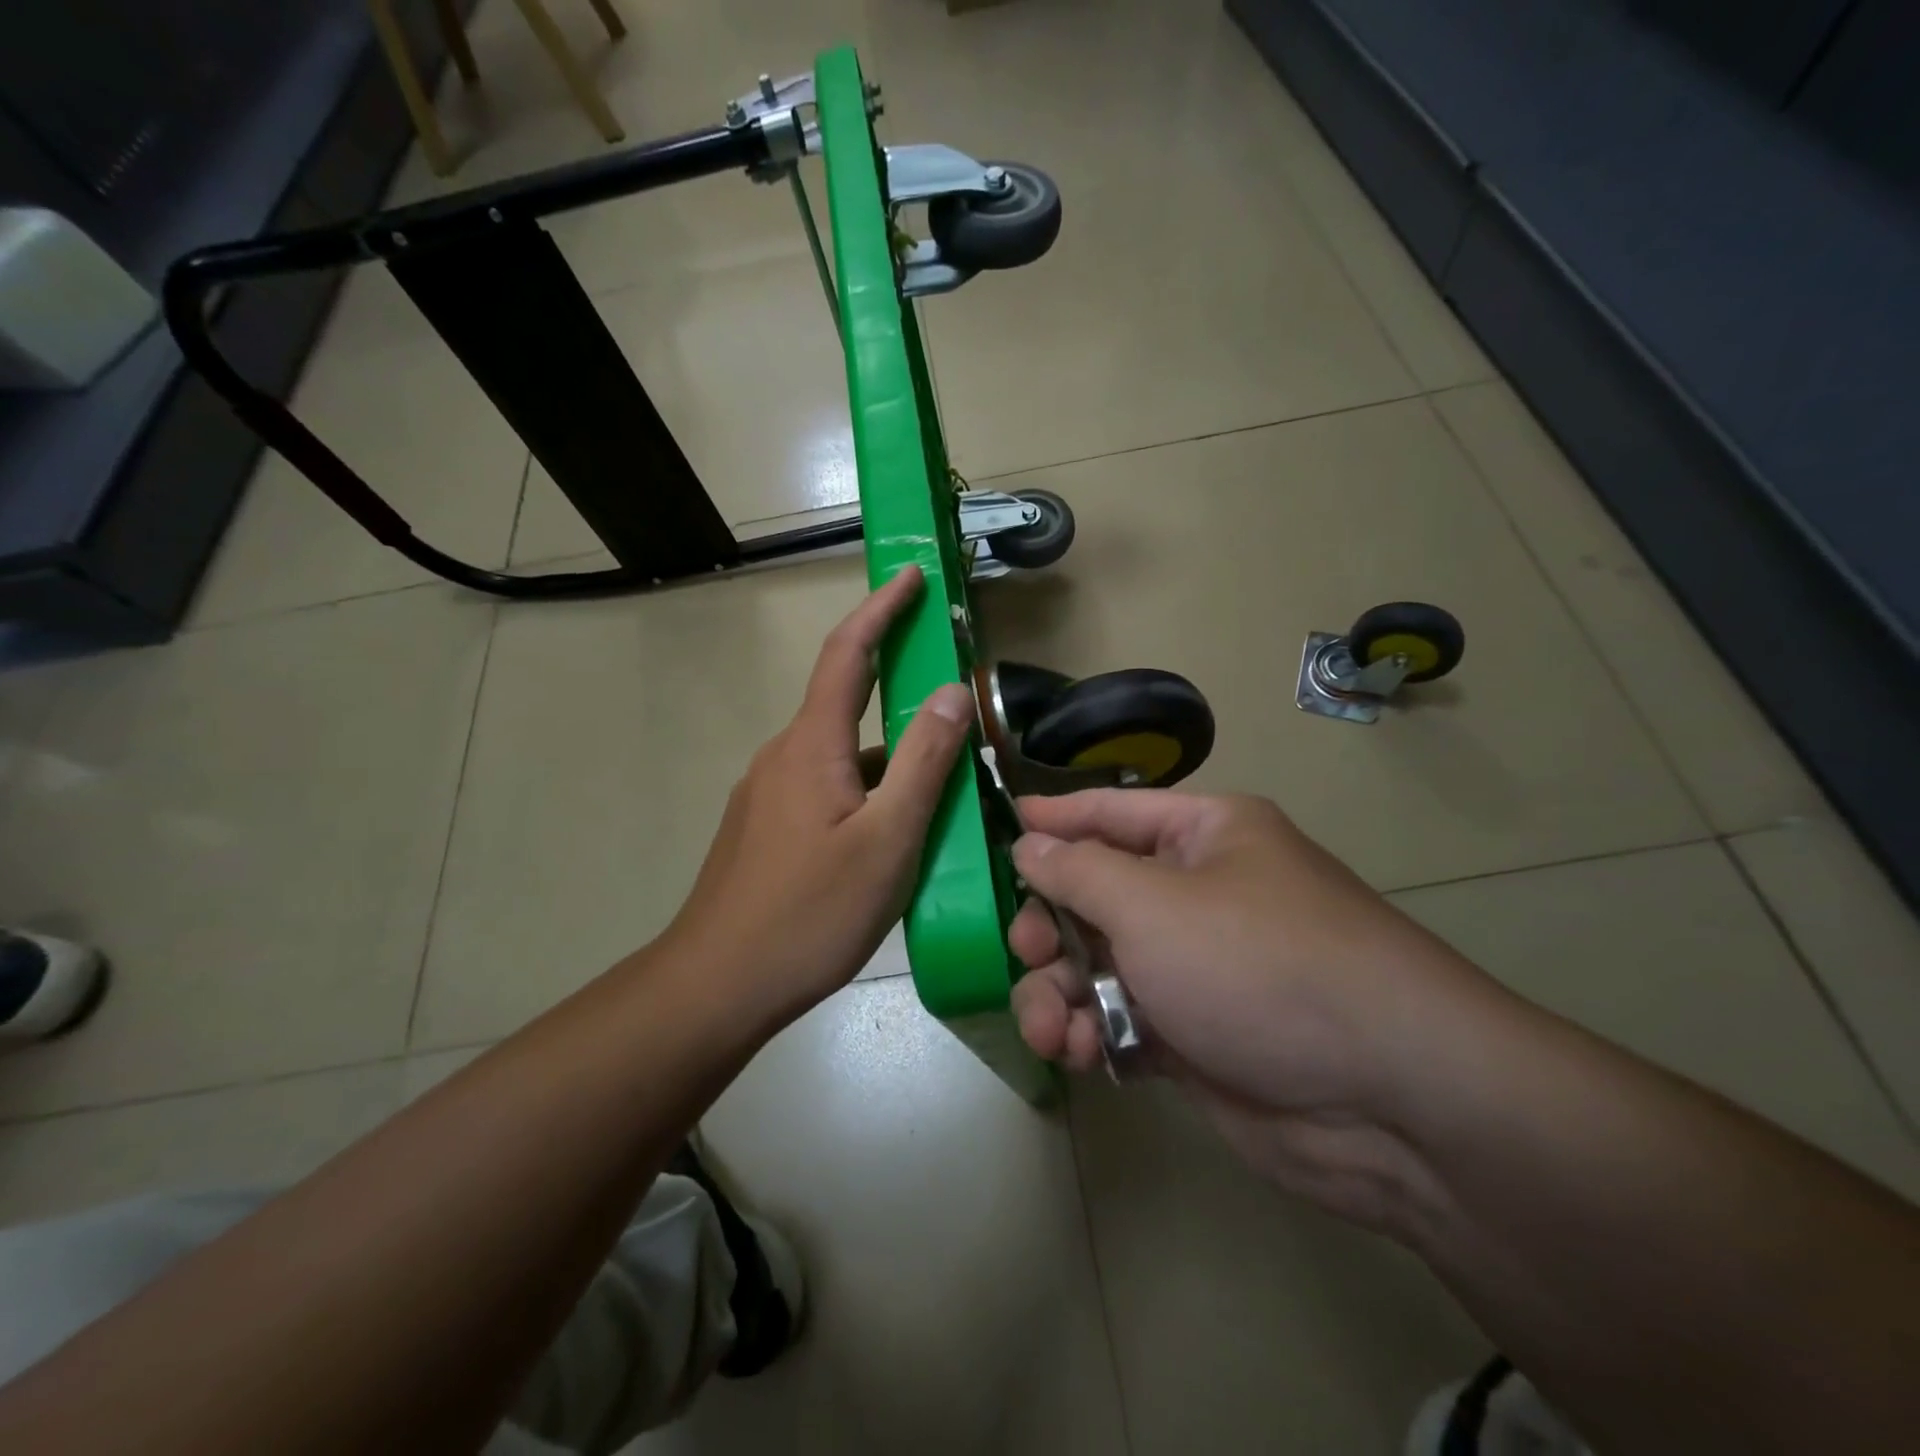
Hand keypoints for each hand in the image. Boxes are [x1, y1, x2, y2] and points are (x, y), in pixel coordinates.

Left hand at [663, 566, 973, 1026]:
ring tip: (943, 782)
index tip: (913, 576)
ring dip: (890, 754)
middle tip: (952, 694)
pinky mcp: (766, 828)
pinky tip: (896, 830)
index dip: (882, 608)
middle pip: (846, 701)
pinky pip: (827, 788)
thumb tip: (951, 691)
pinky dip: (868, 789)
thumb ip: (924, 762)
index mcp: (811, 745)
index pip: (848, 653)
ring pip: (842, 755)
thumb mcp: (887, 840)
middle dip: (897, 685)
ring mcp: (769, 794)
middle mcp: (784, 756)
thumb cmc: (809, 913)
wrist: (716, 985)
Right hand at [1008, 791, 1504, 1228]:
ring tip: (1048, 1026)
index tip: (1000, 826)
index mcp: (1204, 836)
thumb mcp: (1153, 904)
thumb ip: (1078, 871)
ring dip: (1059, 991)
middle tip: (1024, 950)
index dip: (1054, 818)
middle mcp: (1199, 893)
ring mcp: (1197, 968)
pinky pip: (1120, 1018)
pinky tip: (1079, 1052)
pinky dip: (1091, 1032)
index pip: (1111, 811)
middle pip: (1095, 894)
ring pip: (1098, 964)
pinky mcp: (1194, 1035)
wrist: (1388, 1101)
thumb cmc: (1259, 965)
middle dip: (1049, 925)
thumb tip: (1029, 843)